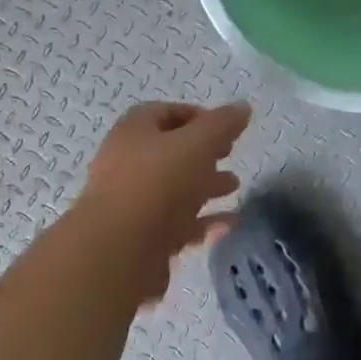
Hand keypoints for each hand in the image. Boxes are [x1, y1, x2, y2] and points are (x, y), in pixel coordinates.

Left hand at [73, 101, 250, 296]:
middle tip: (229, 155)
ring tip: (234, 188)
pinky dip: (201, 221)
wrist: (118, 252)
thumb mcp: (198, 143)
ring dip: (205, 186)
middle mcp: (126, 163)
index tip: (225, 128)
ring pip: (173, 189)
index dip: (195, 116)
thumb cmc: (157, 183)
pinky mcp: (140, 238)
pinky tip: (228, 224)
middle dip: (203, 153)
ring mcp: (131, 203)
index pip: (163, 112)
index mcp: (133, 132)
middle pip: (168, 152)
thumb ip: (222, 124)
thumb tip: (242, 107)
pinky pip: (175, 223)